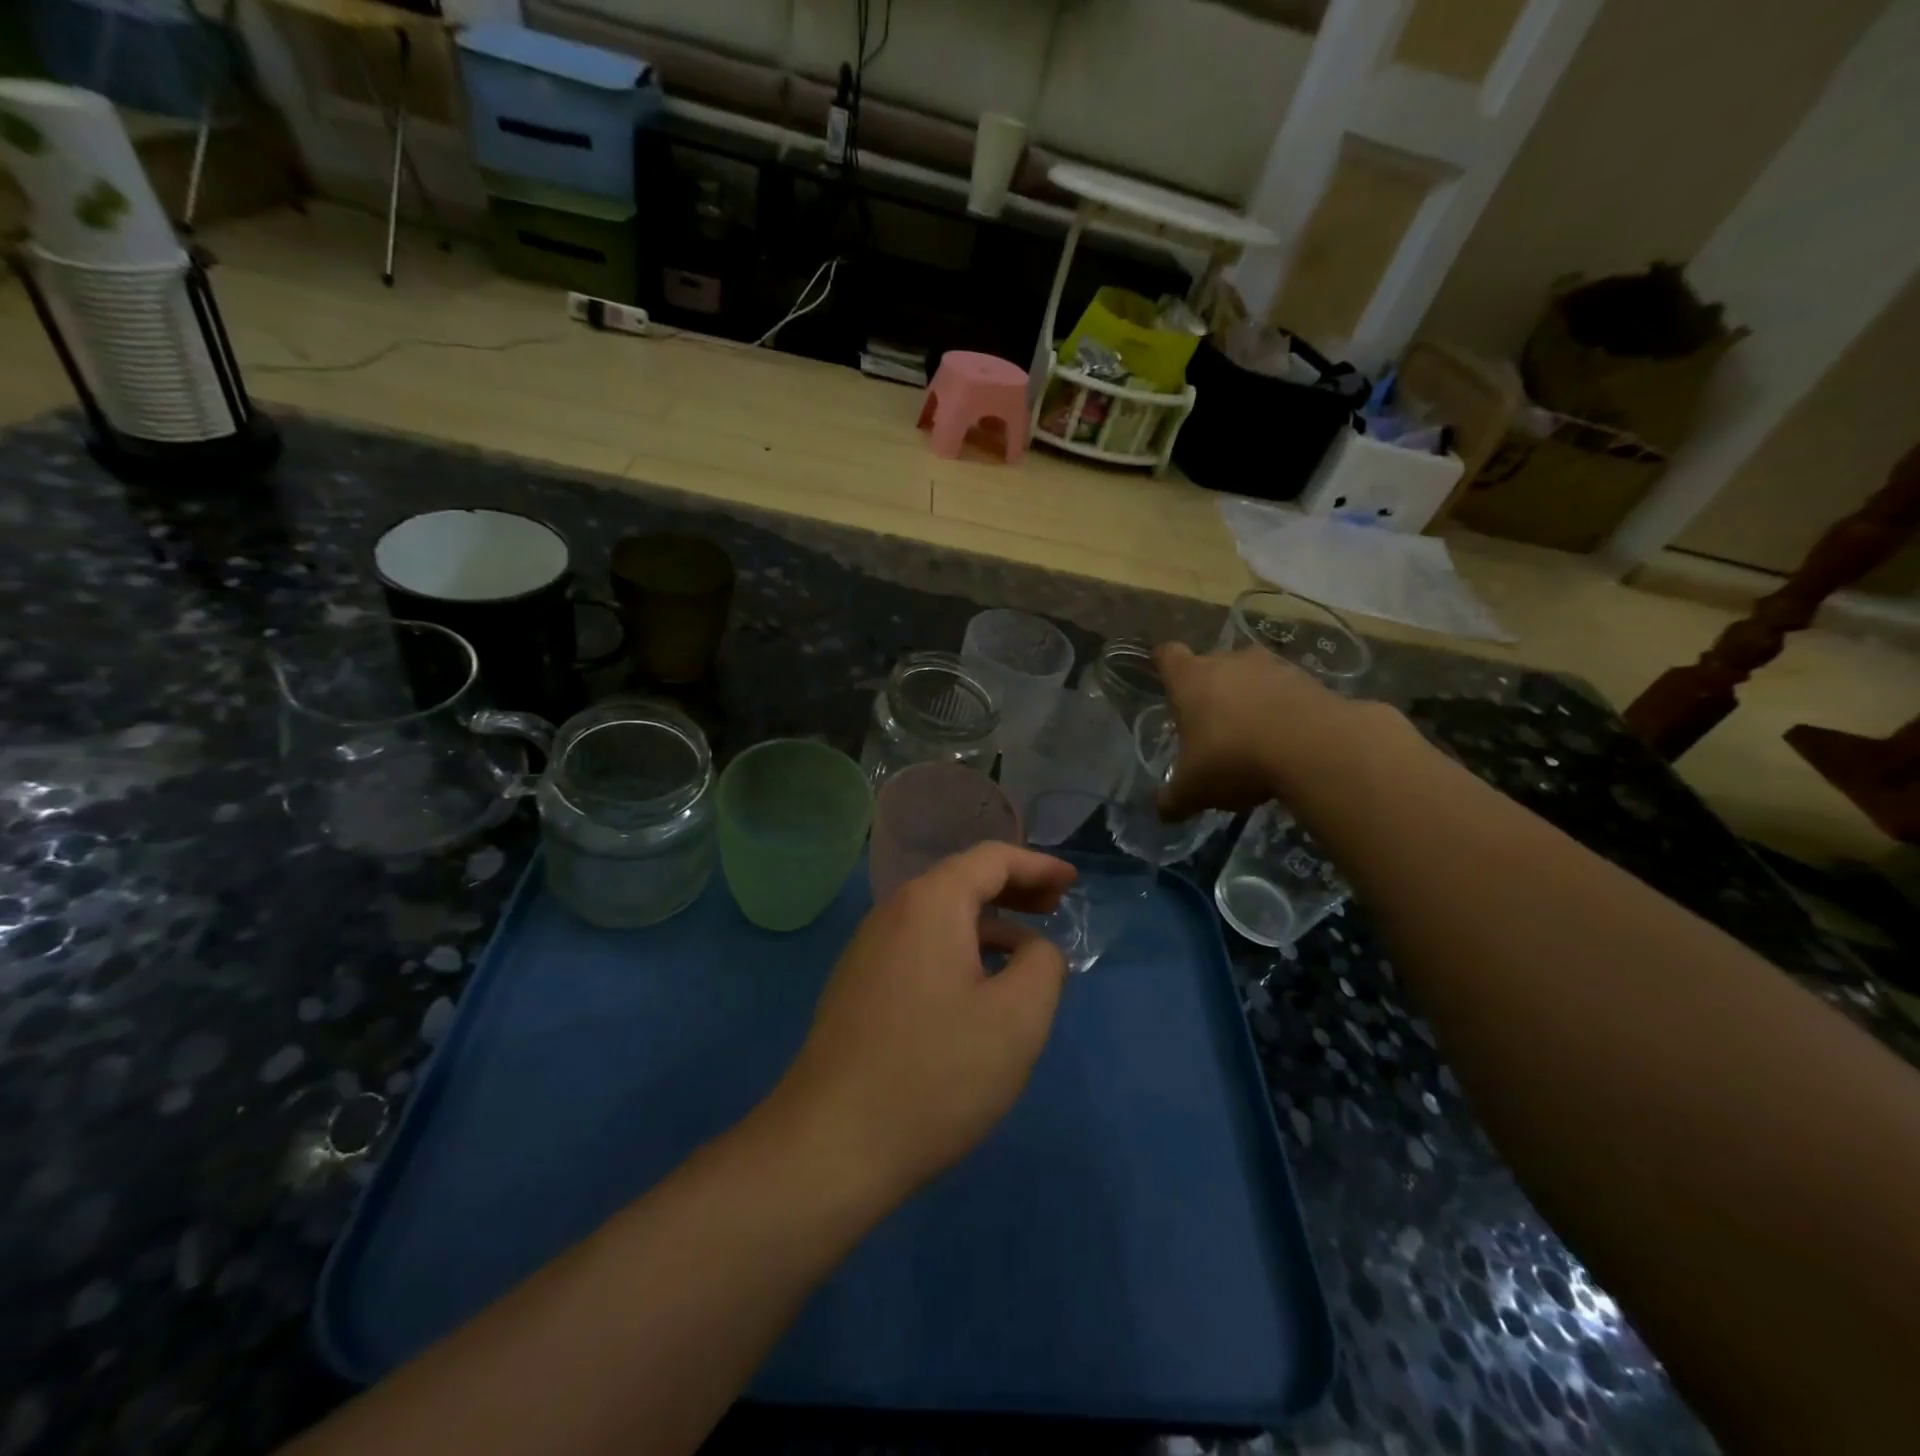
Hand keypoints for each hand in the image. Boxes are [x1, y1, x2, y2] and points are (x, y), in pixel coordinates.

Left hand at [772, 843, 1077, 1200]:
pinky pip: (919, 946)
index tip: (1071, 883)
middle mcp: (892, 913)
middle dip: (1013, 889)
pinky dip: (958, 948)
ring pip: (939, 917)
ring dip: (986, 923)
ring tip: (1024, 953)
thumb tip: (1035, 949)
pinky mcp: (858, 985)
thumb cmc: (935, 1073)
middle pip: (961, 881)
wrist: (831, 1144)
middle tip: (1054, 909)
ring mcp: (868, 949)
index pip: (991, 859)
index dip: (1037, 866)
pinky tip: (976, 988)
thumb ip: (1044, 965)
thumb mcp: (1017, 1019)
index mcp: (930, 904)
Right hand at [1153, 641, 1353, 819]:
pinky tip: (1286, 741)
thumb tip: (1163, 812)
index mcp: (1190, 679)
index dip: (1165, 666)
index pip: (1168, 655)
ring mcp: (1272, 666)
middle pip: (1212, 664)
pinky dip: (1283, 709)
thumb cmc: (1233, 758)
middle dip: (1210, 688)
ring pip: (1251, 675)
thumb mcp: (1193, 789)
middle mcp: (1228, 661)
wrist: (1314, 748)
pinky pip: (1287, 691)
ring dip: (1250, 697)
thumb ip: (1174, 798)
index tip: (1168, 683)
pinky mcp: (1310, 679)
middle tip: (1211, 723)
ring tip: (1253, 735)